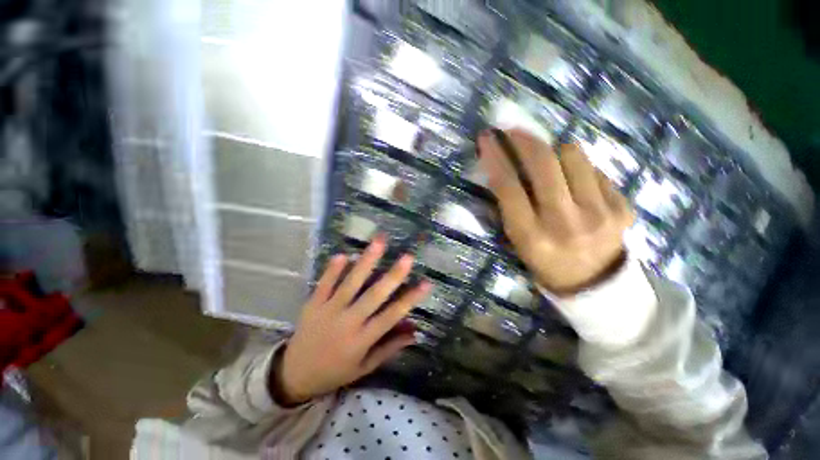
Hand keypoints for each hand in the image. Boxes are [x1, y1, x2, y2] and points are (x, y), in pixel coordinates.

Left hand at [272, 236, 430, 405]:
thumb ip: (389, 348)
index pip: (391, 316)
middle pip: (374, 295)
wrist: (293, 375)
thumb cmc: (334, 372)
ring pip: (351, 283)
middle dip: (393, 275)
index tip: (426, 283)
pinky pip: (324, 283)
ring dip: (366, 262)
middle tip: (408, 257)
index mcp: (362, 340)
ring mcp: (328, 310)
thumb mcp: (364, 367)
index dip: (410, 299)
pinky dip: (333, 269)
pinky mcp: (313, 304)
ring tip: (379, 243)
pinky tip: (343, 254)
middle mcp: (348, 322)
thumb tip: (414, 332)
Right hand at [477, 129, 633, 294]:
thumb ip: (509, 207)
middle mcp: (564, 223)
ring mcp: (599, 213)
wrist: (594, 283)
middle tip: (514, 131)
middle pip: (543, 164)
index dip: (495, 158)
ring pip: (573, 156)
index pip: (509, 187)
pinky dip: (578, 168)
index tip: (487, 139)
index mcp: (531, 236)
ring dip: (553, 150)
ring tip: (548, 160)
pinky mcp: (622, 207)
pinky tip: (574, 182)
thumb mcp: (517, 241)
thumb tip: (502, 168)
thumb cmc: (545, 262)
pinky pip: (595, 169)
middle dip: (524, 140)